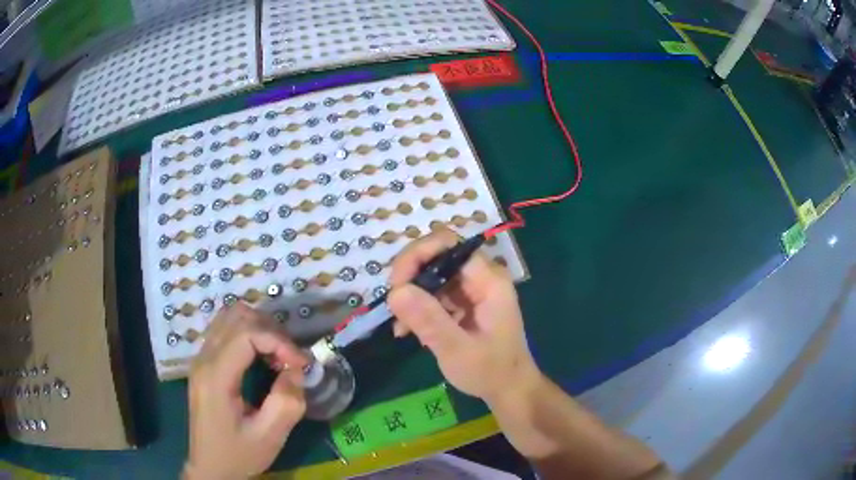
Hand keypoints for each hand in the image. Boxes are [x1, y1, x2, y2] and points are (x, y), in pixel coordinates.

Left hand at [184, 303, 308, 479]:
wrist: (210, 468)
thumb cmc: (238, 455)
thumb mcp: (269, 437)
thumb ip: (286, 402)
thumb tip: (296, 370)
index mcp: (215, 376)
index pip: (246, 333)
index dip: (278, 341)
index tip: (301, 364)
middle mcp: (203, 359)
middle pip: (237, 316)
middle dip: (270, 331)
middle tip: (290, 359)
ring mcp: (200, 359)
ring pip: (229, 317)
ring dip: (259, 328)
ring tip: (277, 355)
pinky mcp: (204, 364)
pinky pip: (225, 330)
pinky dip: (248, 333)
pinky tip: (261, 357)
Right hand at [387, 227, 540, 402]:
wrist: (508, 389)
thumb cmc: (490, 371)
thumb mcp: (457, 350)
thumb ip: (429, 321)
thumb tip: (395, 291)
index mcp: (488, 281)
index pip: (448, 244)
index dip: (418, 255)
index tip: (397, 285)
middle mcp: (480, 277)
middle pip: (436, 256)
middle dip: (409, 277)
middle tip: (394, 307)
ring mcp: (471, 289)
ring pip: (430, 274)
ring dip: (410, 296)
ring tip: (401, 327)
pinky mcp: (462, 303)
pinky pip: (433, 293)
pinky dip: (417, 308)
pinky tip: (407, 331)